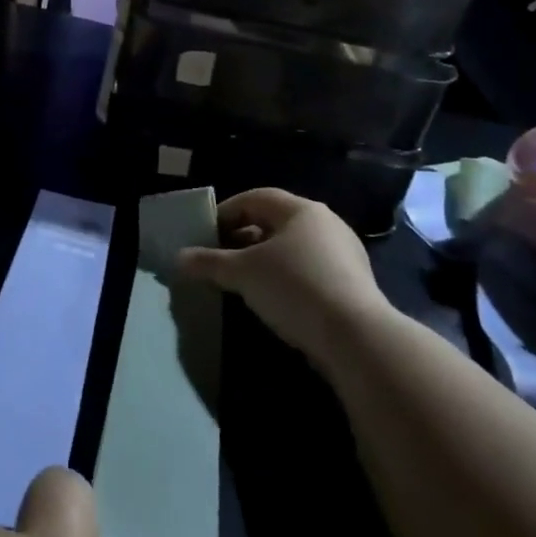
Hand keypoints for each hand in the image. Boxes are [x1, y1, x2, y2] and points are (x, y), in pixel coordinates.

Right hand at [176, 188, 387, 359]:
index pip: (255, 198)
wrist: (356, 338)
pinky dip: (285, 278)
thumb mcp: (242, 273)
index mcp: (301, 210)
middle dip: (243, 238)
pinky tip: (272, 300)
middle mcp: (326, 224)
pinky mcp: (353, 284)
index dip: (226, 212)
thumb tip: (178, 258)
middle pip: (274, 222)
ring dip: (263, 260)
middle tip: (219, 258)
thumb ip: (208, 262)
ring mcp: (344, 254)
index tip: (205, 234)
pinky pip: (309, 270)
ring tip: (241, 281)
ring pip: (292, 248)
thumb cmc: (294, 288)